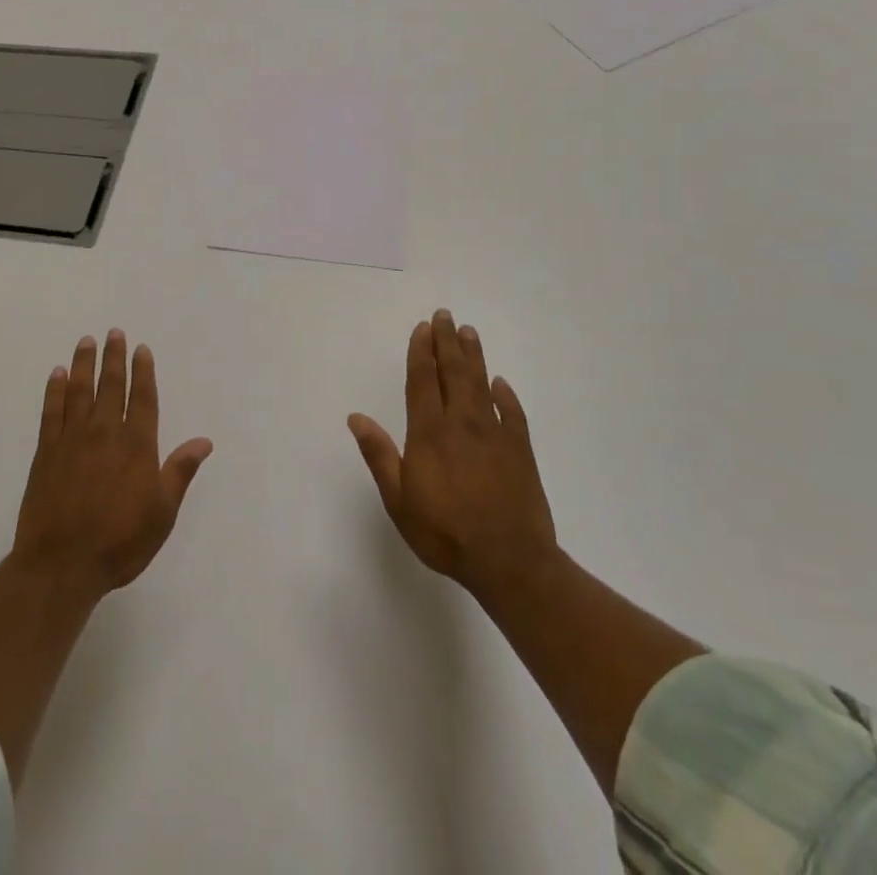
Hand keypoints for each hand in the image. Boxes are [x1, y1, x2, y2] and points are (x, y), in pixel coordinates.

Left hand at [12, 330, 212, 598]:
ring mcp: (72, 439)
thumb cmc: (119, 542)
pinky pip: (51, 411)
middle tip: (114, 332)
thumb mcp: (162, 513)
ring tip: (86, 341)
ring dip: (83, 364)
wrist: (61, 565)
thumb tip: (204, 441)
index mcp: (137, 446)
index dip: (143, 372)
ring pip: (79, 390)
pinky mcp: (46, 451)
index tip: (141, 349)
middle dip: (114, 358)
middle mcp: (105, 433)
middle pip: (111, 386)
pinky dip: (54, 390)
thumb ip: (180, 472)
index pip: (143, 398)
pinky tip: (56, 374)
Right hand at [348, 310, 557, 603]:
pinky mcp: (520, 451)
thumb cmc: (445, 532)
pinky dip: (505, 396)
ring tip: (468, 332)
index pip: (423, 381)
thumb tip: (356, 417)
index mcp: (429, 433)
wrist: (509, 562)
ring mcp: (494, 435)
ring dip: (473, 356)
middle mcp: (462, 424)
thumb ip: (379, 455)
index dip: (421, 352)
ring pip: (481, 384)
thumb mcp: (399, 500)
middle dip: (446, 342)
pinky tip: (500, 384)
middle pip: (453, 373)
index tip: (422, 328)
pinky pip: (512, 415)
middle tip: (445, 315)